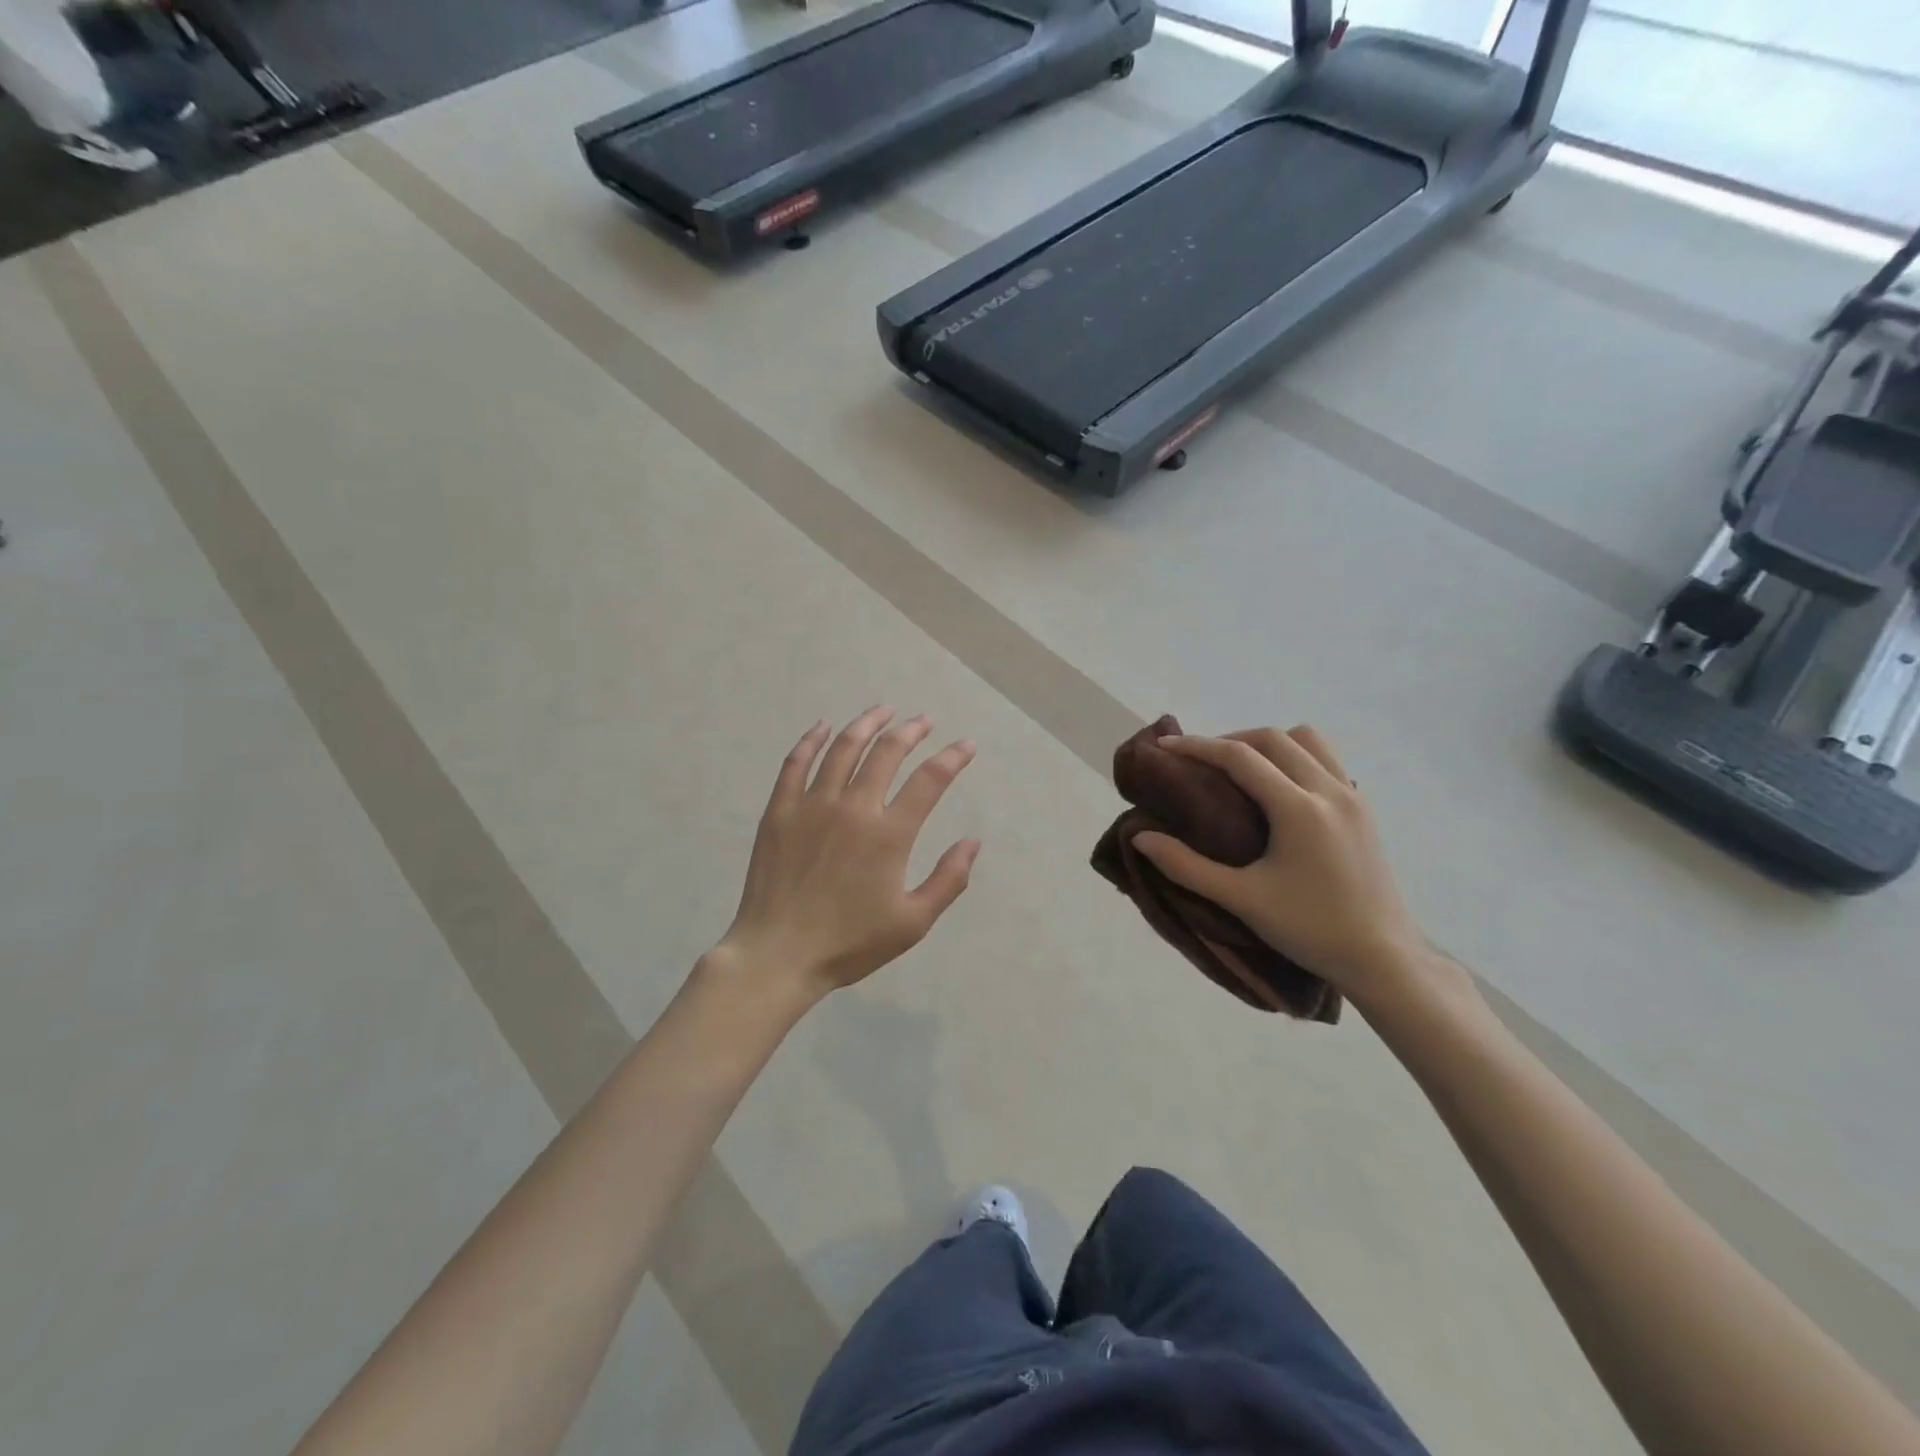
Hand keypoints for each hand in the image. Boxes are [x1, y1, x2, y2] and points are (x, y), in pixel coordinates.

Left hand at [716, 707, 980, 1001]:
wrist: (778, 955)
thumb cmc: (850, 943)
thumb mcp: (912, 923)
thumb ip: (948, 880)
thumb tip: (973, 842)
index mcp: (889, 834)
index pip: (929, 781)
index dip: (952, 758)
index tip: (966, 745)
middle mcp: (853, 807)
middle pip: (886, 752)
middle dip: (910, 731)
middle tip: (923, 721)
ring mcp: (812, 804)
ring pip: (843, 748)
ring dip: (866, 724)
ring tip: (883, 711)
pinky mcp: (780, 810)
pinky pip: (796, 762)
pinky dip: (811, 740)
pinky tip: (822, 727)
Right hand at [1131, 726, 1429, 1004]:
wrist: (1383, 958)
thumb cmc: (1309, 929)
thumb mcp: (1241, 900)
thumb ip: (1186, 866)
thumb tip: (1141, 837)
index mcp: (1299, 809)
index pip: (1240, 757)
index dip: (1197, 747)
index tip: (1164, 747)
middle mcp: (1329, 791)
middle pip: (1273, 739)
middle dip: (1230, 740)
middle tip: (1199, 763)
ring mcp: (1353, 797)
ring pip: (1307, 741)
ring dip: (1269, 744)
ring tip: (1241, 770)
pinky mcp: (1364, 810)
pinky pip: (1327, 760)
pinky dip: (1296, 757)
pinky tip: (1279, 790)